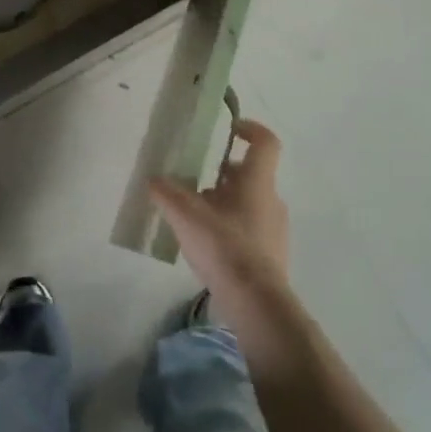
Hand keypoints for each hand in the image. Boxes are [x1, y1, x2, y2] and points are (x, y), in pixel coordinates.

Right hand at [149, 119, 290, 321]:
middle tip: (197, 183)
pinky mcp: (273, 256)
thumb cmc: (224, 246)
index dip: (250, 129)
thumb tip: (154, 179)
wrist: (256, 302)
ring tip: (197, 218)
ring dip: (226, 203)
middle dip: (224, 175)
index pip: (265, 143)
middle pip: (251, 175)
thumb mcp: (186, 216)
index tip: (231, 129)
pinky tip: (209, 247)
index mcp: (257, 181)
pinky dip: (232, 229)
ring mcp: (276, 230)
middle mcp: (272, 200)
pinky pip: (252, 230)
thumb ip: (167, 193)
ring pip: (250, 204)